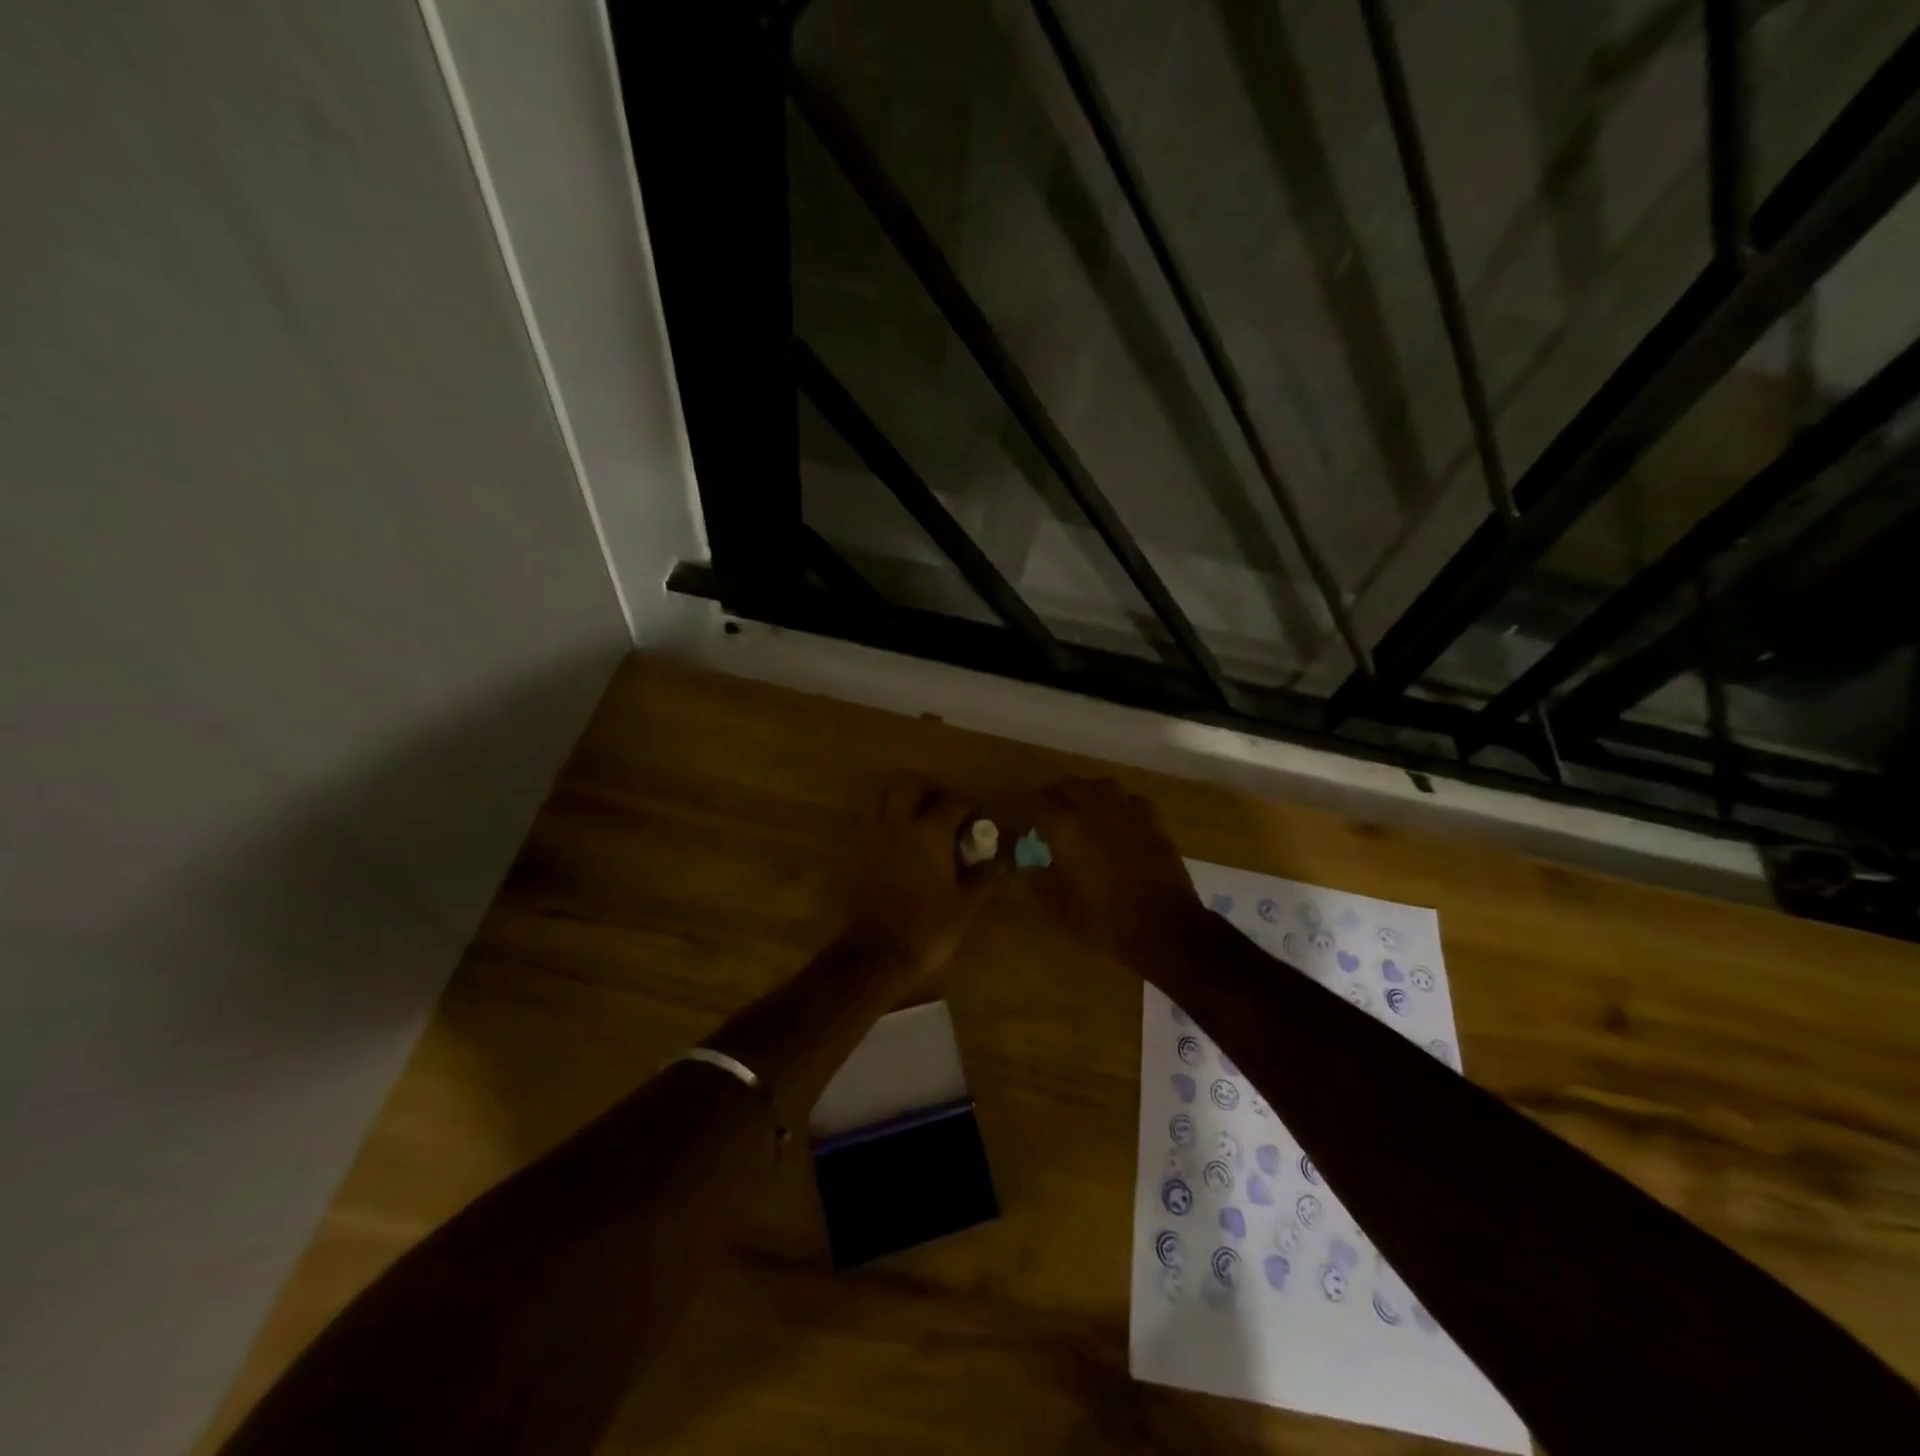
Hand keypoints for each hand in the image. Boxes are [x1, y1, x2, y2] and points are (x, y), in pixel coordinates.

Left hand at [839, 774, 997, 975]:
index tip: (980, 822)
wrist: (877, 953)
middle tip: (945, 809)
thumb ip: (985, 876)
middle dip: (930, 790)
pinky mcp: (859, 851)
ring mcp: (874, 835)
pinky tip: (901, 840)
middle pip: (911, 785)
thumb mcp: (966, 904)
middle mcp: (899, 823)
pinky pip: (871, 819)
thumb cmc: (928, 927)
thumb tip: (1003, 860)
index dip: (970, 808)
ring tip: (920, 818)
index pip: (954, 802)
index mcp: (930, 832)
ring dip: (903, 798)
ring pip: (884, 796)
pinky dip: (886, 818)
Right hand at [1022, 776, 1204, 975]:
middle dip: (1055, 795)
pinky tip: (1119, 820)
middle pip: (1069, 784)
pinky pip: (1132, 800)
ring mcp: (1128, 812)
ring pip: (1102, 785)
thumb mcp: (1059, 909)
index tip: (1023, 820)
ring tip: (1083, 809)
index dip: (1026, 809)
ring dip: (1088, 792)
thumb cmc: (1104, 920)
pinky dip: (1120, 805)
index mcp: (1066, 828)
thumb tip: (1026, 866)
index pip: (1036, 802)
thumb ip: (1038, 882)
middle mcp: (1095, 809)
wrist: (1164, 928)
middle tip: (1049, 814)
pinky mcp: (1154, 822)